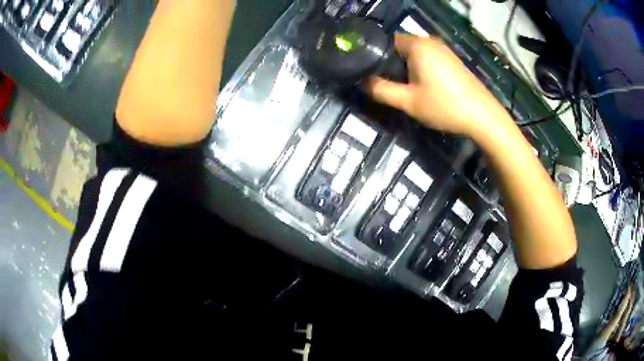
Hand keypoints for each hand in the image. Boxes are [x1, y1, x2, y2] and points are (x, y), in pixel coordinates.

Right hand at [365, 34, 509, 136]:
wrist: (483, 117)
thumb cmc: (444, 106)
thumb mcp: (408, 102)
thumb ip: (381, 90)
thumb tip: (363, 82)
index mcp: (417, 45)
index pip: (386, 41)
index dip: (375, 55)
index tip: (370, 73)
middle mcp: (430, 41)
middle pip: (400, 46)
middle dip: (390, 63)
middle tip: (386, 84)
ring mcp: (443, 50)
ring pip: (414, 53)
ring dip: (405, 67)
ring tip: (403, 87)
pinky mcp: (452, 60)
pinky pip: (428, 58)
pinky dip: (419, 68)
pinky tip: (422, 86)